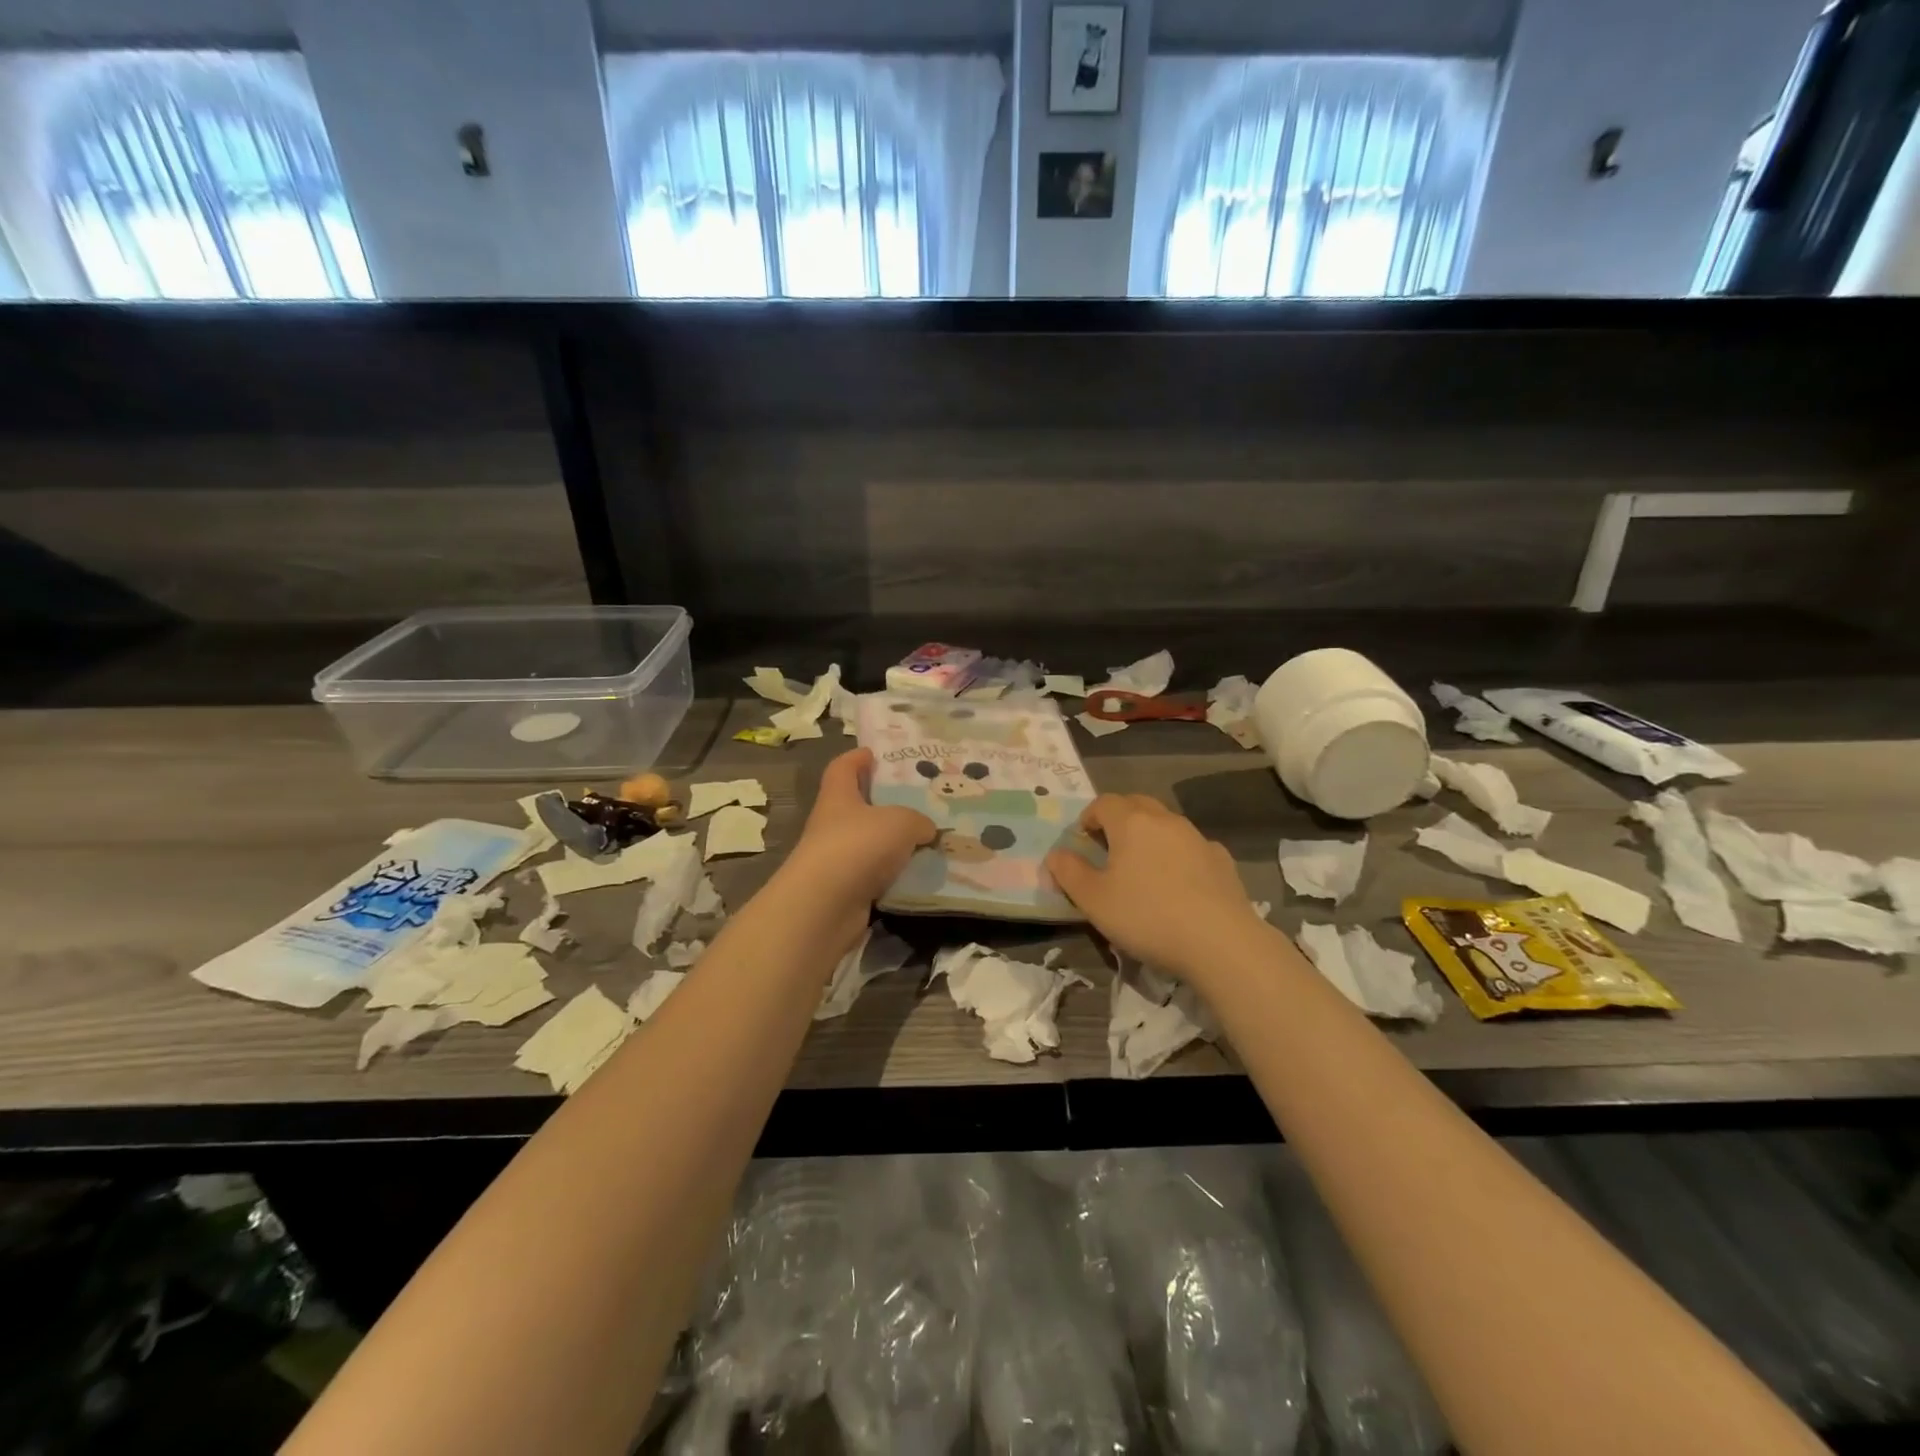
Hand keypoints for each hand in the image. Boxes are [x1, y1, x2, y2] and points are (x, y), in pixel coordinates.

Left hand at [780, 749, 935, 908]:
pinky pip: (876, 876)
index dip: (857, 758)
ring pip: (870, 844)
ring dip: (894, 844)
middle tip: (919, 801)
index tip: (875, 754)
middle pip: (858, 807)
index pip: (843, 768)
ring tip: (928, 840)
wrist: (825, 906)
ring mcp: (837, 859)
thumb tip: (926, 829)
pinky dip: (895, 875)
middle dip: (885, 804)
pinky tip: (920, 875)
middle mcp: (833, 824)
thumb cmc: (858, 845)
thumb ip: (918, 820)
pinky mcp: (846, 890)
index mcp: (838, 796)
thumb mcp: (901, 821)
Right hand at [1046, 794, 1268, 982]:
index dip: (1088, 817)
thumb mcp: (1093, 901)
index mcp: (1131, 823)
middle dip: (1119, 819)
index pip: (1104, 803)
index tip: (1082, 841)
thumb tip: (1055, 854)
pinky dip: (1179, 856)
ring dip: (1150, 836)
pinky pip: (1192, 847)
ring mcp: (1198, 838)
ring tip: (1143, 869)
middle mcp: (1165, 820)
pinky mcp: (1222, 860)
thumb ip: (1069, 873)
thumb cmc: (1146, 916)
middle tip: (1109, 848)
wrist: (1220, 942)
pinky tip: (1179, 885)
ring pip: (1166, 824)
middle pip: (1137, 804)